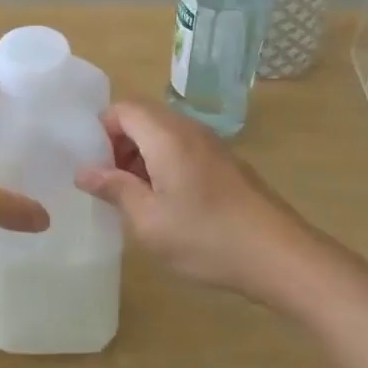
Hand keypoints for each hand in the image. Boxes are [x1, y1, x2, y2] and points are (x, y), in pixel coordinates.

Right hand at [75, 100, 334, 307]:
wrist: (282, 258)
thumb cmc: (207, 238)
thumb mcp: (149, 221)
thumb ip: (114, 189)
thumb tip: (85, 172)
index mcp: (167, 136)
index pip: (123, 109)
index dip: (101, 131)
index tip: (93, 166)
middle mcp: (190, 130)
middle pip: (143, 117)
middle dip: (119, 144)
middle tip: (109, 183)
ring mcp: (212, 146)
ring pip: (164, 134)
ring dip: (141, 156)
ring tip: (134, 197)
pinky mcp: (227, 164)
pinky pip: (183, 149)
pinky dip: (164, 165)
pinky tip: (167, 204)